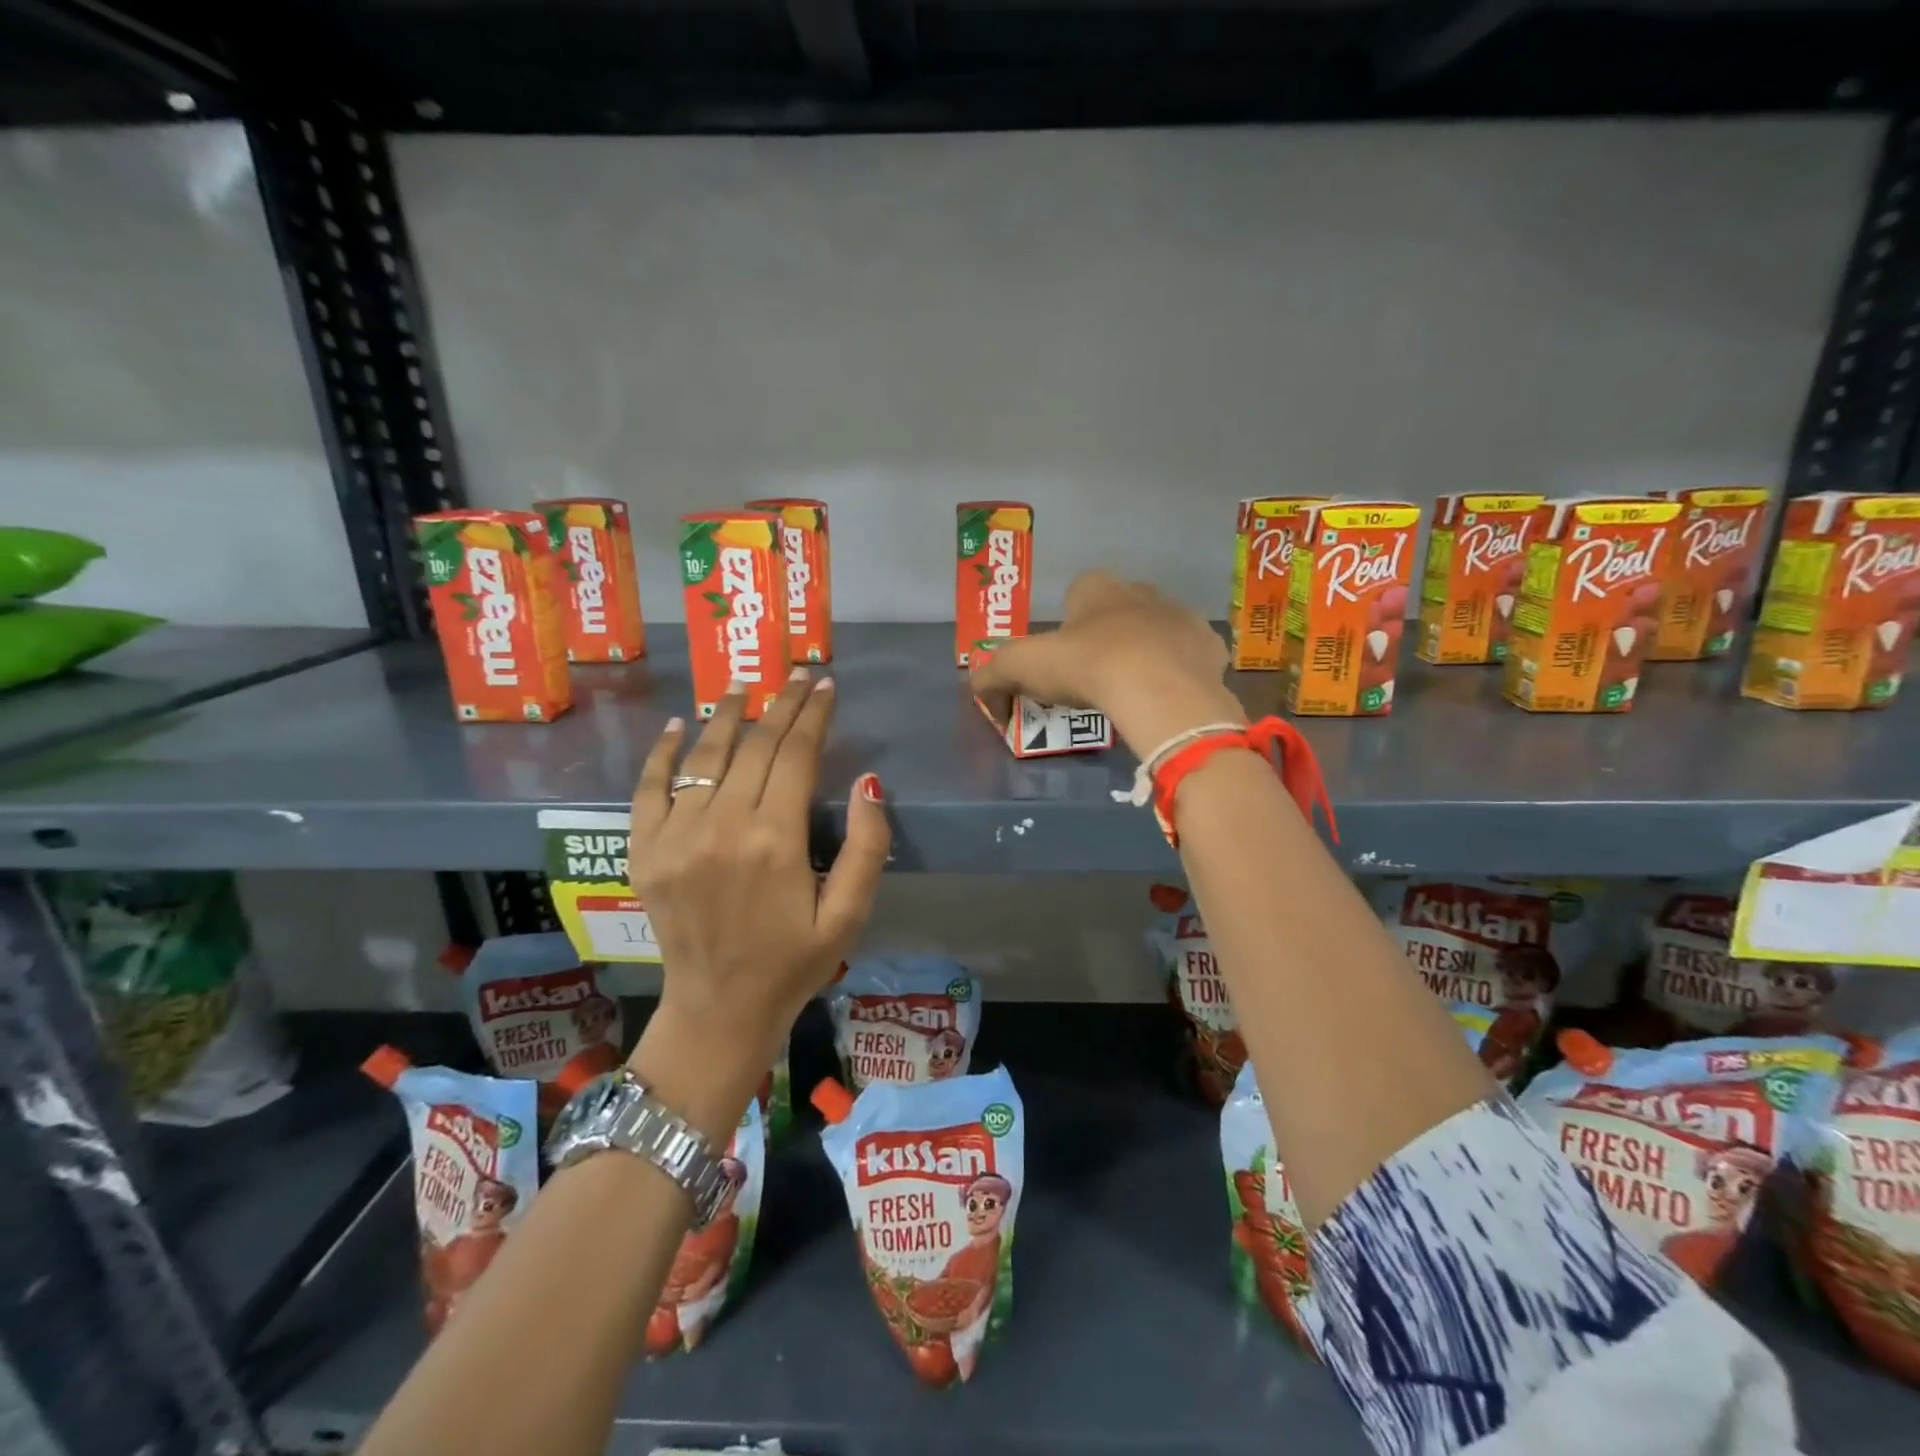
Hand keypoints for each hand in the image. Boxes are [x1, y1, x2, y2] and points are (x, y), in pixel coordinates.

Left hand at [627, 668, 889, 1103]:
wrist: (719, 1010)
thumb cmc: (794, 963)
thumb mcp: (849, 915)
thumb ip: (867, 847)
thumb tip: (869, 781)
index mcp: (776, 840)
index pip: (797, 755)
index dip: (814, 716)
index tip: (826, 686)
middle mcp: (723, 827)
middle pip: (755, 747)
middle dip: (781, 706)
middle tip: (797, 676)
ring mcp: (676, 838)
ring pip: (705, 758)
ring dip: (727, 716)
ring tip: (744, 686)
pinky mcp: (645, 852)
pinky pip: (649, 789)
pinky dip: (663, 754)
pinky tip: (680, 725)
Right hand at [969, 571, 1245, 755]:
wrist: (1159, 690)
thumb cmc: (1088, 666)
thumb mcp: (1022, 667)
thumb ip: (992, 675)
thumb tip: (982, 693)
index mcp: (1098, 587)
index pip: (1077, 593)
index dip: (1066, 624)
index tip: (1061, 659)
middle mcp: (1142, 591)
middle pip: (1119, 610)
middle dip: (1107, 636)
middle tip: (1094, 677)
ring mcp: (1181, 617)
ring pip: (1157, 631)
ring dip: (1145, 652)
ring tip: (1131, 691)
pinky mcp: (1210, 647)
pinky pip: (1189, 657)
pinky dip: (1177, 674)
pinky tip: (1165, 698)